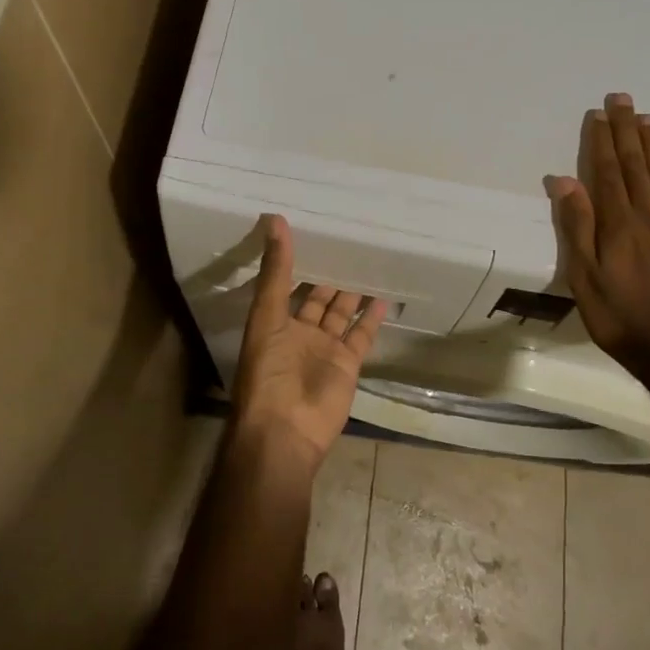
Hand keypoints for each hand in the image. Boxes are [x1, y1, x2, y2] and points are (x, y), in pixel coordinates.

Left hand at [233, 215, 386, 468]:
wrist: (286, 429)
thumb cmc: (268, 371)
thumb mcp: (267, 315)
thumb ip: (275, 271)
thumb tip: (275, 221)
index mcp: (274, 322)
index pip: (286, 284)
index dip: (296, 262)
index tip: (311, 233)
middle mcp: (299, 333)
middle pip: (316, 299)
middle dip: (328, 276)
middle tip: (347, 246)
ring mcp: (325, 349)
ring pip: (340, 314)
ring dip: (351, 294)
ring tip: (367, 264)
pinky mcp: (348, 364)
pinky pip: (361, 335)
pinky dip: (371, 318)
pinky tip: (382, 297)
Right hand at [545, 93, 649, 373]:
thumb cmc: (619, 317)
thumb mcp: (584, 277)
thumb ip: (576, 226)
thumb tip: (563, 180)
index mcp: (617, 223)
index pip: (606, 172)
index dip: (601, 141)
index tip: (598, 113)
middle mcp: (649, 215)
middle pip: (636, 165)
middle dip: (627, 130)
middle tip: (623, 98)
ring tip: (648, 118)